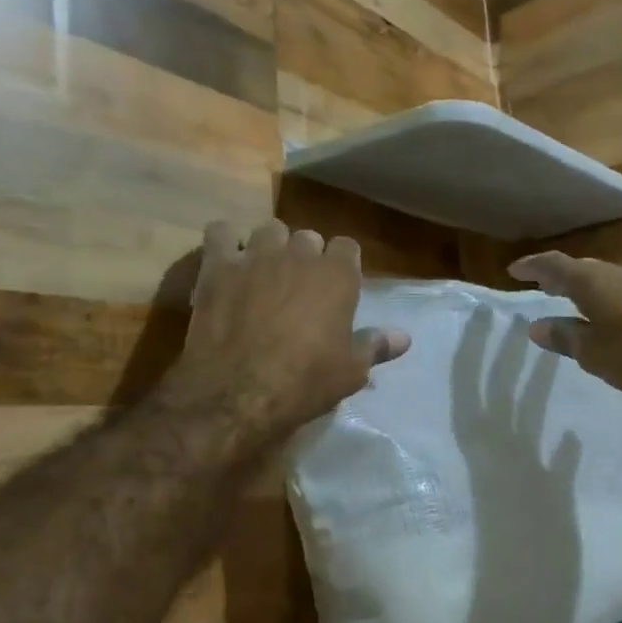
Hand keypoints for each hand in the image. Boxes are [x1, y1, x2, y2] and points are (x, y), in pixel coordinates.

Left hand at [168, 220, 410, 441]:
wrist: (238, 392)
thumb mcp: (350, 371)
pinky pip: (221, 233)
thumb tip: (403, 337)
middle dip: (306, 256)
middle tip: (299, 288)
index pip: (348, 247)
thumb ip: (376, 345)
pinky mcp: (217, 266)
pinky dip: (225, 242)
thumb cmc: (305, 382)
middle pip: (308, 237)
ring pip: (268, 230)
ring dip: (270, 247)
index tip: (336, 287)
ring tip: (263, 274)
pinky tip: (226, 262)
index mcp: (337, 275)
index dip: (342, 265)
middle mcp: (299, 254)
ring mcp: (256, 256)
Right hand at [507, 251, 621, 397]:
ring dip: (584, 288)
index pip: (553, 265)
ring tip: (570, 303)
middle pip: (580, 269)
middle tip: (542, 287)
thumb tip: (537, 327)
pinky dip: (605, 298)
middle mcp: (614, 273)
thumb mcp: (593, 352)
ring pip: (603, 279)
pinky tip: (607, 317)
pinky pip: (621, 290)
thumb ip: (564, 337)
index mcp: (590, 281)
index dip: (533, 266)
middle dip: (559, 276)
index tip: (514, 271)